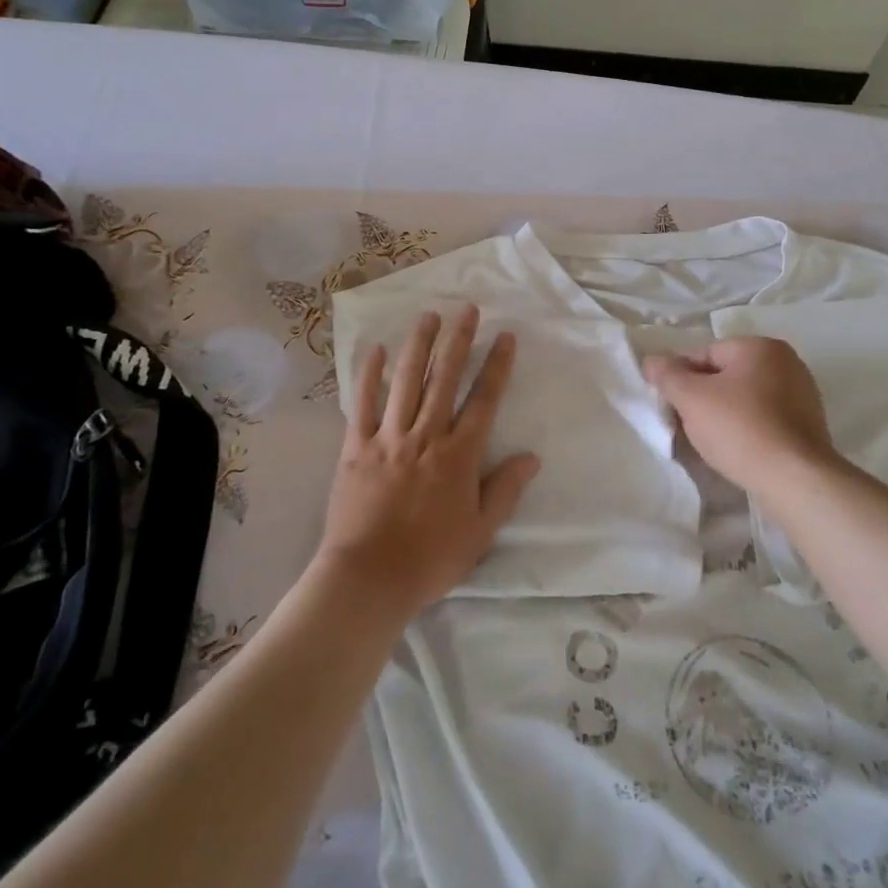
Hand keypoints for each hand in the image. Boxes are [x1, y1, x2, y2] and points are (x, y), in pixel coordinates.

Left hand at [318, 305, 539, 616]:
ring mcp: (388, 438)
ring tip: (428, 316)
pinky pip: (362, 404)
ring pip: (406, 381)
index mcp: (459, 455)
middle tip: (467, 309)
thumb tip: (532, 457)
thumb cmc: (431, 558)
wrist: (369, 578)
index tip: (505, 337)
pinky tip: (376, 350)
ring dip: (418, 345)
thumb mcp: (481, 532)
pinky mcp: (355, 447)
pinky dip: (369, 375)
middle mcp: (426, 436)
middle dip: (458, 341)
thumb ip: (505, 490)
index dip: (497, 366)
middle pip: (445, 379)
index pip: (484, 400)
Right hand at [642, 336, 842, 496]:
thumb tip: (652, 360)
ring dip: (724, 415)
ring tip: (711, 443)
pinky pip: (765, 419)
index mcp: (760, 346)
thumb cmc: (740, 428)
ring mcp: (802, 394)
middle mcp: (786, 362)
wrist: (795, 479)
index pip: (705, 354)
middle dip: (703, 398)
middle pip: (726, 376)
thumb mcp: (691, 398)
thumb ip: (667, 375)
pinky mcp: (808, 425)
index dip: (682, 379)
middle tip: (688, 425)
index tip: (672, 406)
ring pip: (745, 399)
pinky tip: (738, 451)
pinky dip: (748, 430)